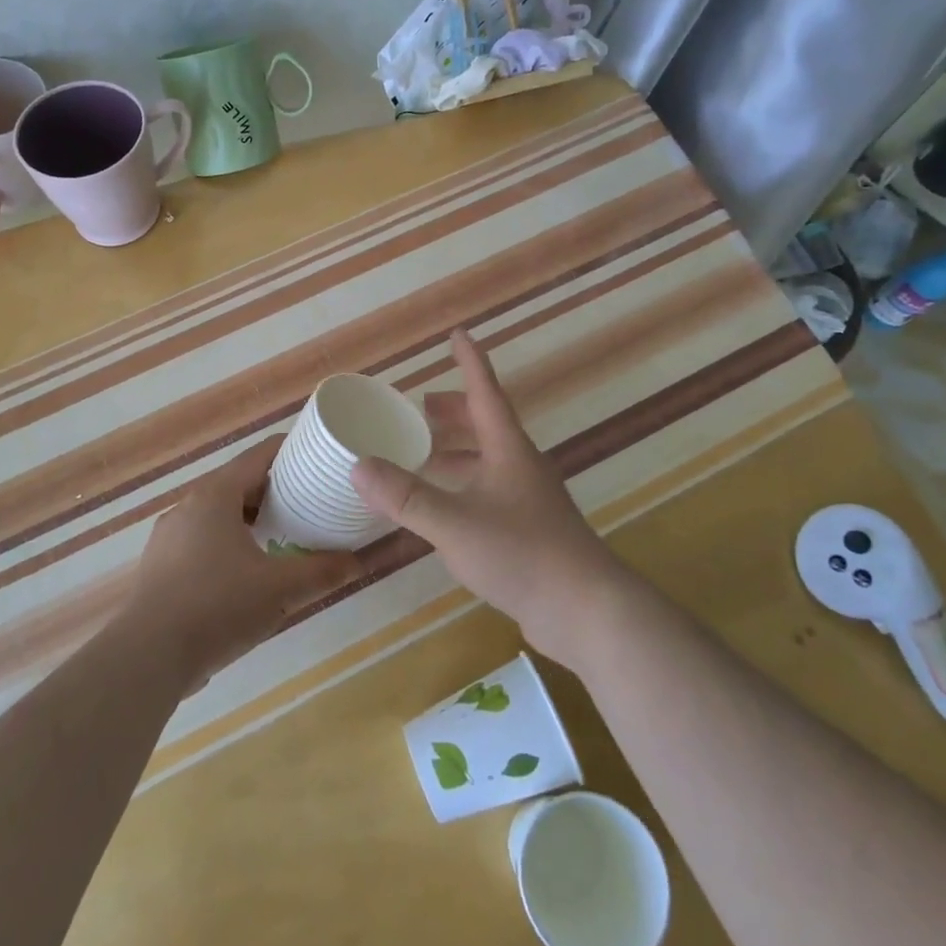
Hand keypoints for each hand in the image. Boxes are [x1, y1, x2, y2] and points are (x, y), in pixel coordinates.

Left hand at [123, 436, 360, 688]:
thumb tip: (357, 562)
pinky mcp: (159, 565)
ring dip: (249, 519)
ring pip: (218, 513)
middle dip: (273, 490)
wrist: (147, 656)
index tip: (317, 459)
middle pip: (238, 483)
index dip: (290, 452)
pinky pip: (201, 539)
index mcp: (216, 495)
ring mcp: (169, 535)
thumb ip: (321, 572)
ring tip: (281, 536)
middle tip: (309, 502)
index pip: (258, 456)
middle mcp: (189, 505)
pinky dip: (227, 542)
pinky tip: (244, 572)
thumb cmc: (218, 606)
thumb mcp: (279, 588)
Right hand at [352, 330, 626, 664]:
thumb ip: (406, 497)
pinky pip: (490, 489)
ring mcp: (529, 498)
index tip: (458, 334)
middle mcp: (521, 465)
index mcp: (508, 449)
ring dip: (457, 450)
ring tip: (424, 455)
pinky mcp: (531, 528)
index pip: (485, 392)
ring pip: (488, 459)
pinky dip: (464, 484)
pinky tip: (446, 507)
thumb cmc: (522, 553)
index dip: (470, 362)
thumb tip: (358, 465)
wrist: (586, 610)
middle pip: (486, 424)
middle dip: (453, 411)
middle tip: (419, 409)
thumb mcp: (454, 524)